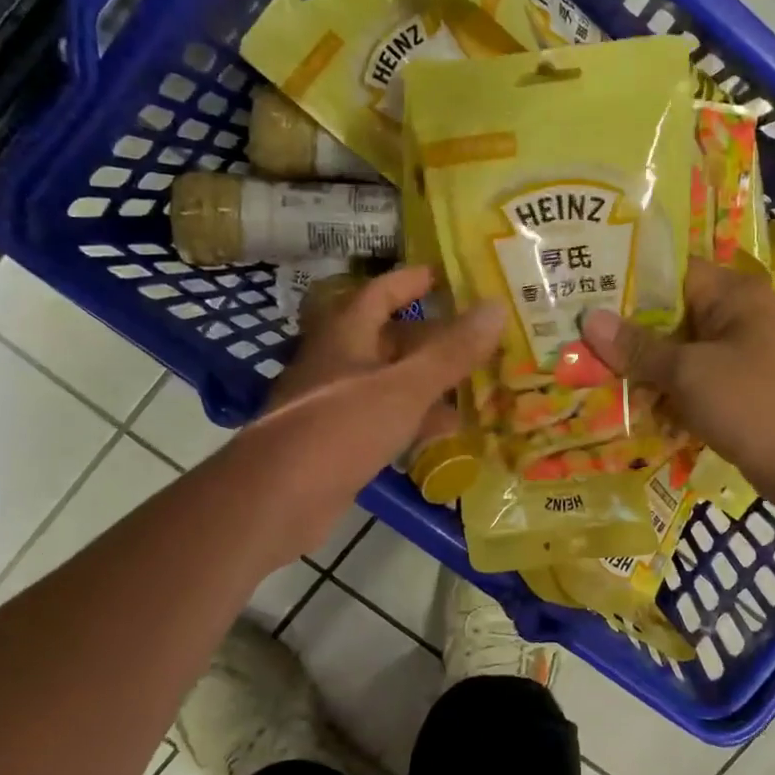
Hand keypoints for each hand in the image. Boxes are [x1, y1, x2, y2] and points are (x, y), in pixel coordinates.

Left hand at [223, 266, 502, 564]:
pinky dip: (414, 419)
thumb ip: (451, 351)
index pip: (381, 292)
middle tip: (477, 337)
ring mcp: (335, 403)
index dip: (412, 281)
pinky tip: (446, 432)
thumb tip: (497, 307)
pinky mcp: (337, 442)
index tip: (447, 275)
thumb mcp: (405, 387)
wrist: (277, 498)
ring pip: (390, 381)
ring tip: (474, 384)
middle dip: (432, 337)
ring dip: (428, 381)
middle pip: (389, 338)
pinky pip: (384, 418)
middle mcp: (337, 362)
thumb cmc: (341, 428)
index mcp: (346, 335)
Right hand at [582, 260, 774, 517]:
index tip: (577, 290)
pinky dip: (658, 394)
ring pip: (671, 353)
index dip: (622, 279)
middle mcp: (730, 318)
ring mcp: (731, 357)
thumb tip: (589, 319)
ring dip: (636, 368)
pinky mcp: (729, 392)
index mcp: (729, 294)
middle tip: (568, 338)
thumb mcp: (691, 372)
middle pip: (664, 315)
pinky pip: (684, 384)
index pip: (666, 271)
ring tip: (582, 373)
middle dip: (621, 332)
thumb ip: (639, 347)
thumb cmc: (757, 404)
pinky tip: (620, 406)